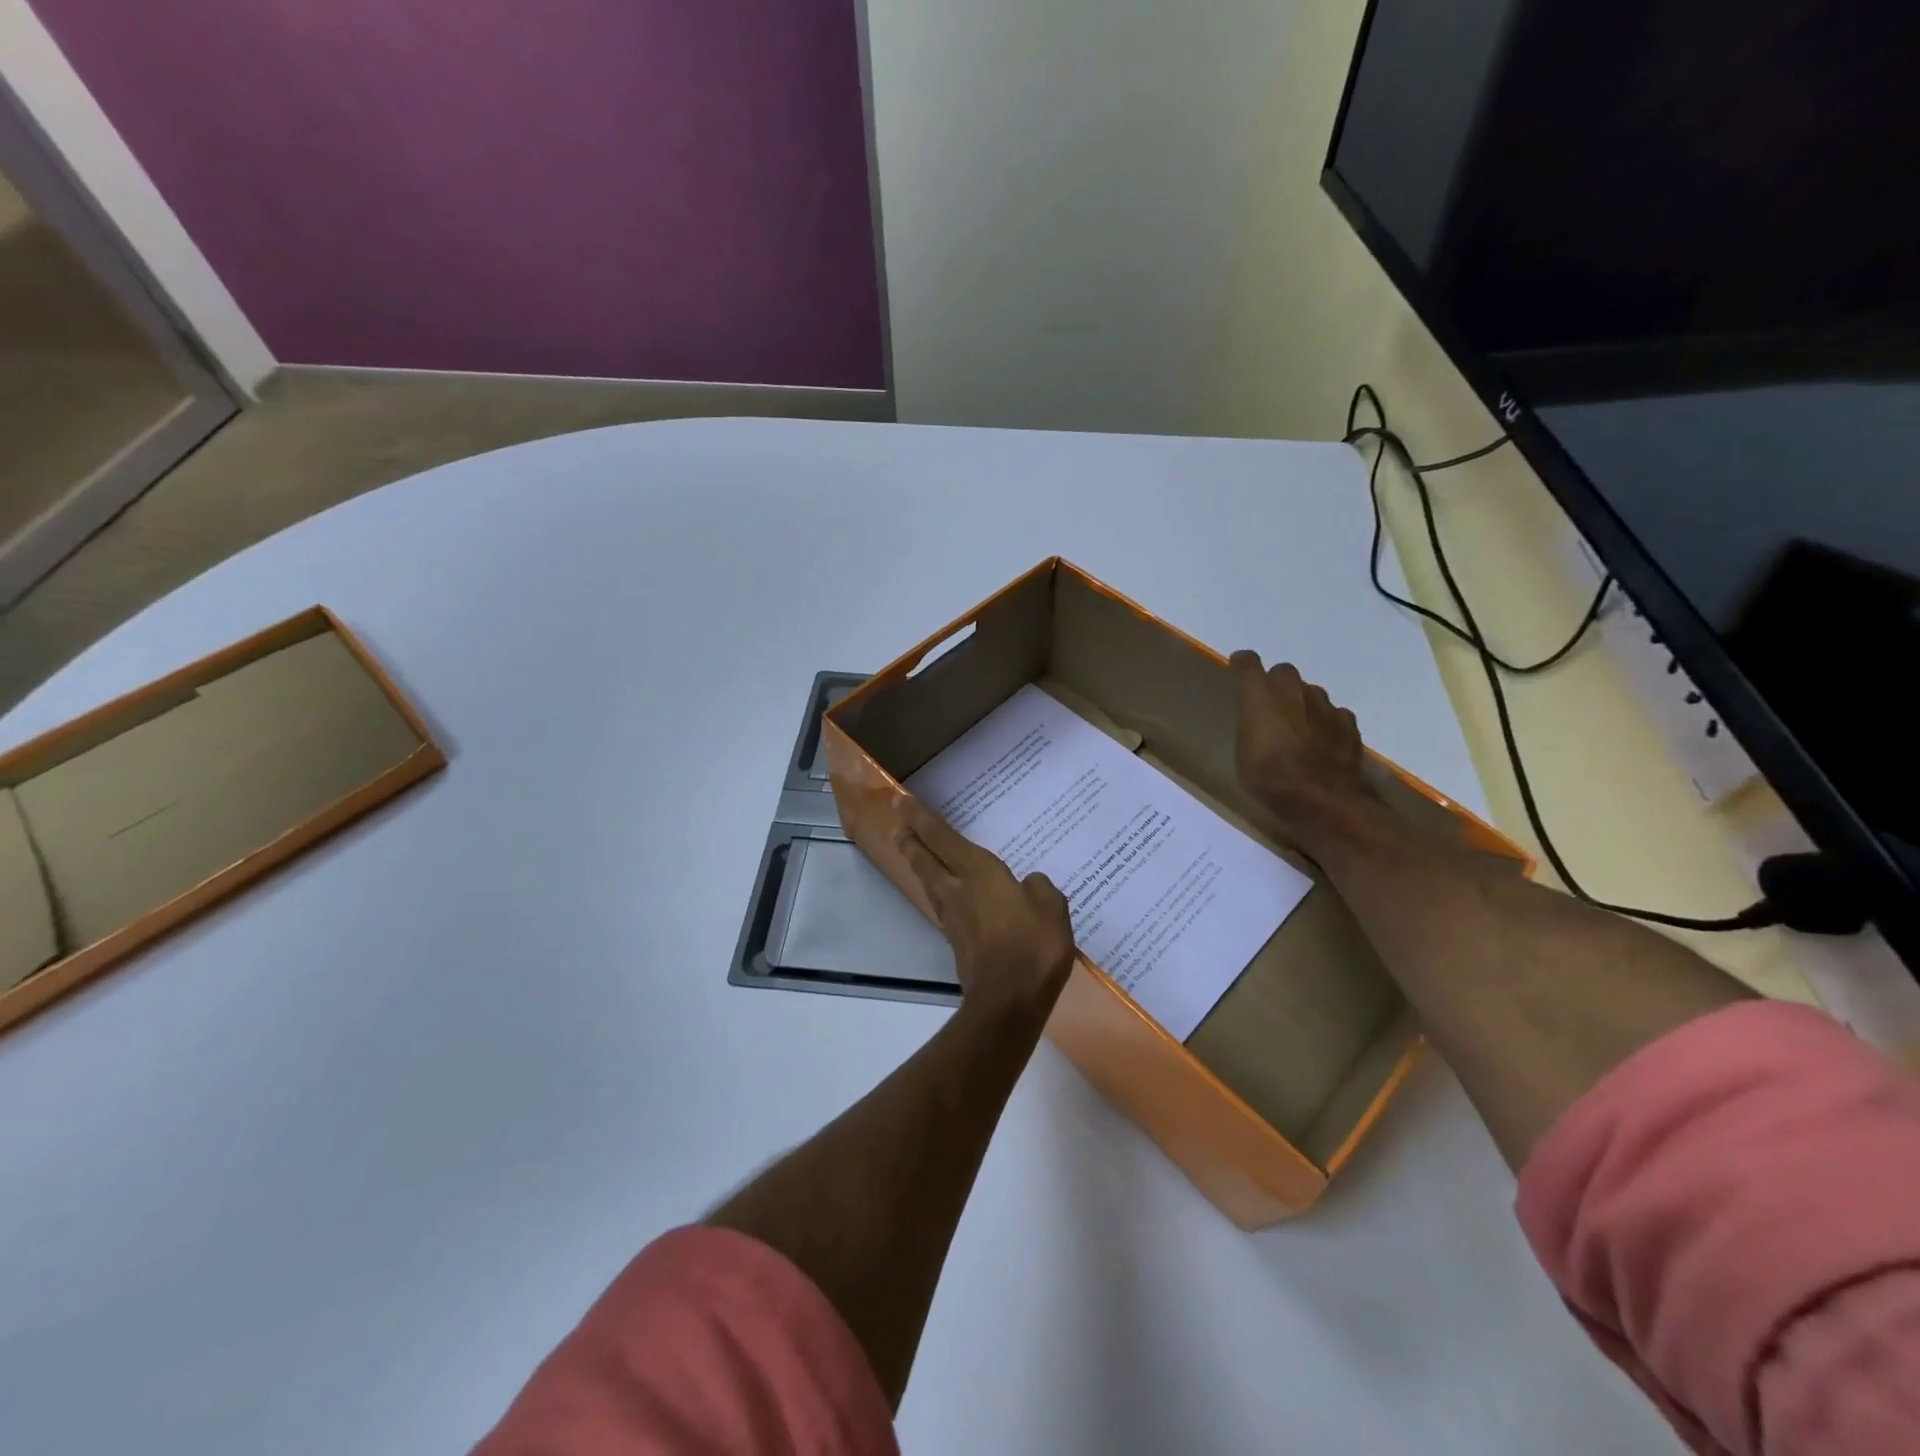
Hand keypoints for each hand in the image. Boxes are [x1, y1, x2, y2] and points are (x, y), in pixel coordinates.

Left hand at [890, 794, 1075, 1018]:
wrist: (1009, 1001)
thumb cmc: (1032, 946)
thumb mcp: (1051, 908)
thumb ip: (1039, 889)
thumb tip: (1029, 885)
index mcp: (978, 873)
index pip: (941, 837)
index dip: (920, 817)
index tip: (900, 800)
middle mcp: (957, 890)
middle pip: (925, 859)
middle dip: (910, 839)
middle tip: (896, 823)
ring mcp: (953, 919)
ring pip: (929, 883)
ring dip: (918, 864)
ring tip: (914, 853)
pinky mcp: (956, 943)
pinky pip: (943, 906)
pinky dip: (938, 892)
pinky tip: (946, 895)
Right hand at [1230, 651, 1371, 833]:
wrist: (1321, 798)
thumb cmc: (1268, 777)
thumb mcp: (1243, 754)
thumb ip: (1250, 727)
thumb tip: (1257, 719)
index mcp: (1260, 697)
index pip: (1249, 665)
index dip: (1244, 664)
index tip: (1239, 665)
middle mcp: (1293, 692)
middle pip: (1284, 672)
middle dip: (1276, 683)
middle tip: (1270, 705)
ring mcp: (1325, 706)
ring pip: (1311, 692)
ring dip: (1303, 702)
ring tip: (1298, 726)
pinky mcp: (1348, 724)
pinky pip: (1335, 713)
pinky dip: (1327, 722)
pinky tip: (1323, 740)